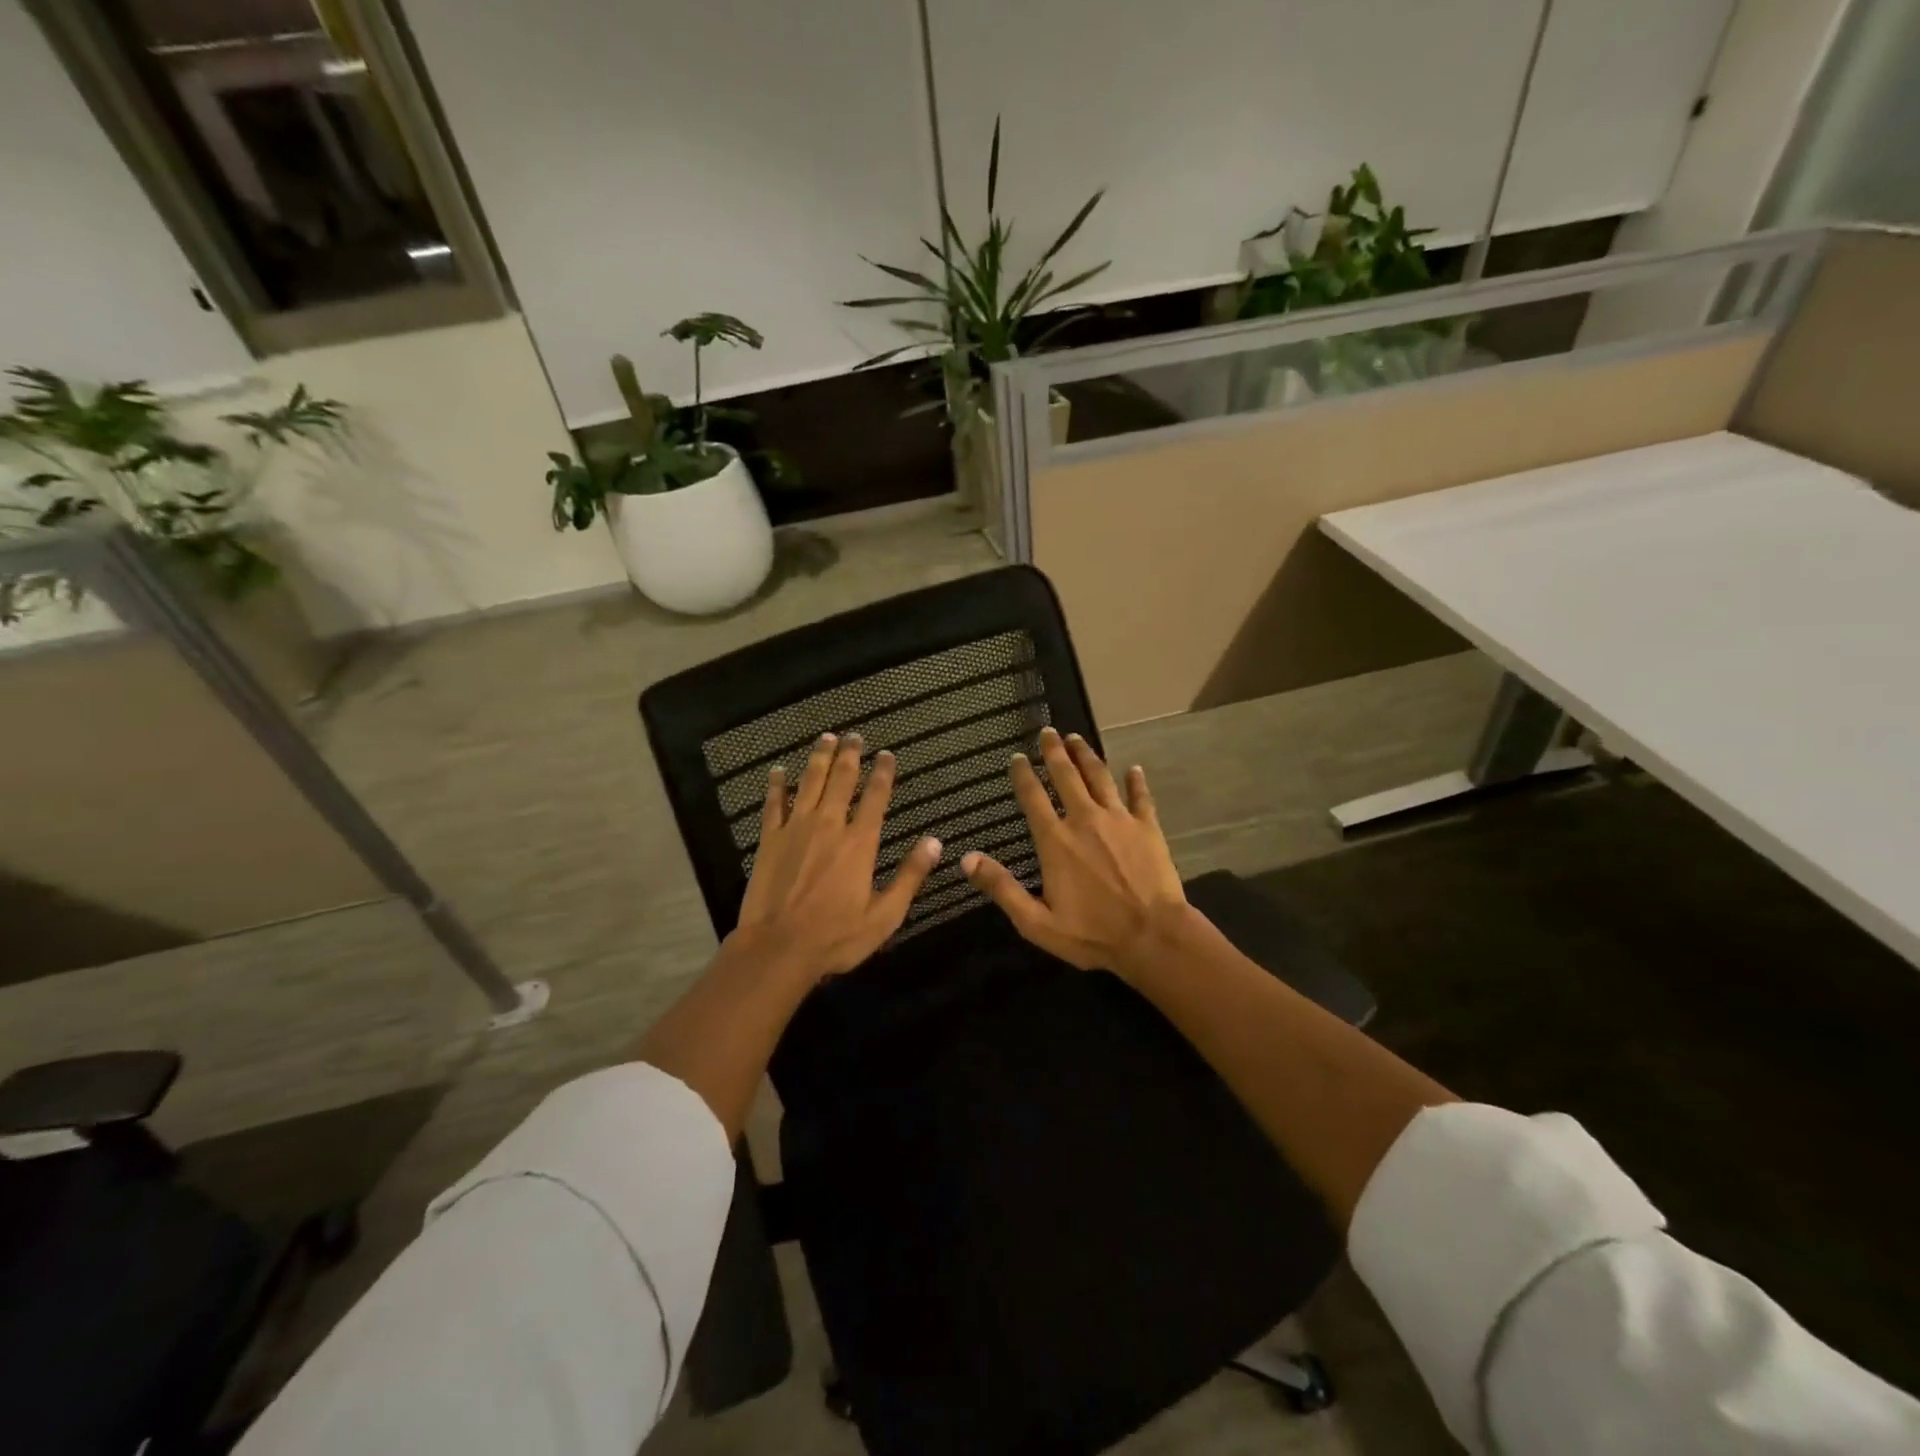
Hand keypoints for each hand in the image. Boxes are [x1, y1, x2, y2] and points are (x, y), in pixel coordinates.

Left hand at [732, 732, 940, 981]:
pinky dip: (777, 785)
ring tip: (826, 738)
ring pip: (809, 783)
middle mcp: (829, 826)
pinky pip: (774, 804)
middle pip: (841, 780)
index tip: (886, 754)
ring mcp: (796, 829)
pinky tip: (778, 770)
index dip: (883, 773)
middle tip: (854, 736)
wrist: (778, 948)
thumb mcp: (885, 915)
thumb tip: (934, 842)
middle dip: (850, 755)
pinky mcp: (770, 840)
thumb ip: (910, 876)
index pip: (876, 797)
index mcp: (860, 843)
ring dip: (819, 758)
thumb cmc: (836, 936)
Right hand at [961, 726, 1186, 973]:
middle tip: (1048, 731)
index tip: (1017, 757)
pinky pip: (1140, 797)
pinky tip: (1134, 769)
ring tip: (1077, 738)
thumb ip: (1002, 887)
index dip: (1023, 775)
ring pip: (1100, 777)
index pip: (1033, 797)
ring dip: (1087, 755)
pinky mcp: (1147, 827)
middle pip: (1066, 776)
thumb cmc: (1092, 933)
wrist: (1153, 936)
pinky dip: (1136, 781)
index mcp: (1056, 841)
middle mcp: (1084, 820)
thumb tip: (966, 859)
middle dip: (1054, 751)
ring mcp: (1119, 820)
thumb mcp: (1036, 922)